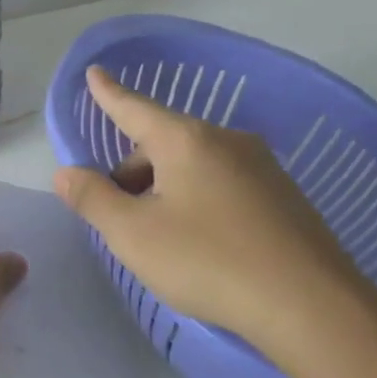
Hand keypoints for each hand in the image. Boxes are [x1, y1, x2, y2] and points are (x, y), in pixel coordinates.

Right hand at [53, 66, 372, 366]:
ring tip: (158, 235)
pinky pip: (223, 184)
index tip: (94, 72)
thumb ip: (93, 199)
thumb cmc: (208, 261)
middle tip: (117, 213)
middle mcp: (226, 141)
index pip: (135, 108)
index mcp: (186, 141)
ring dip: (164, 187)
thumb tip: (65, 173)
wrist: (311, 305)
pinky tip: (200, 242)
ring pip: (194, 165)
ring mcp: (261, 167)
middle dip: (133, 169)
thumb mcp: (133, 235)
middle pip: (163, 143)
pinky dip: (198, 199)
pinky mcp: (283, 197)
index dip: (109, 94)